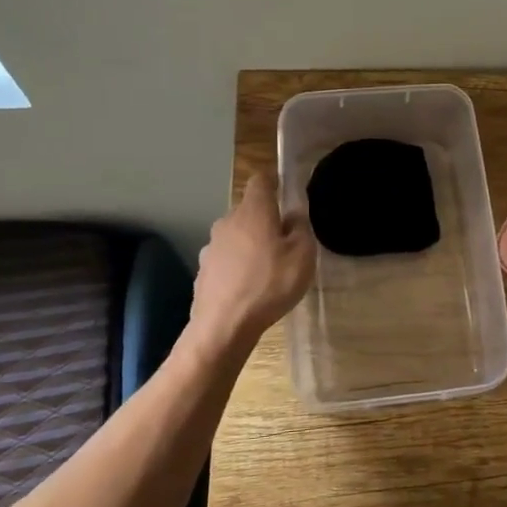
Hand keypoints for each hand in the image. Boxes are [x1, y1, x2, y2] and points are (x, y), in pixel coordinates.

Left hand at [191, 173, 317, 350]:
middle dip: (265, 219)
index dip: (274, 182)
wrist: (223, 326)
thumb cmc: (270, 284)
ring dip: (250, 244)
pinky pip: (226, 259)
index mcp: (254, 211)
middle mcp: (228, 221)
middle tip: (285, 241)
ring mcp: (211, 246)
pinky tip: (248, 287)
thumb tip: (293, 212)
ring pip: (236, 235)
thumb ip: (300, 227)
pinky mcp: (203, 270)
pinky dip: (237, 265)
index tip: (286, 192)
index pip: (261, 180)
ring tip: (268, 268)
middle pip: (249, 209)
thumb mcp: (302, 255)